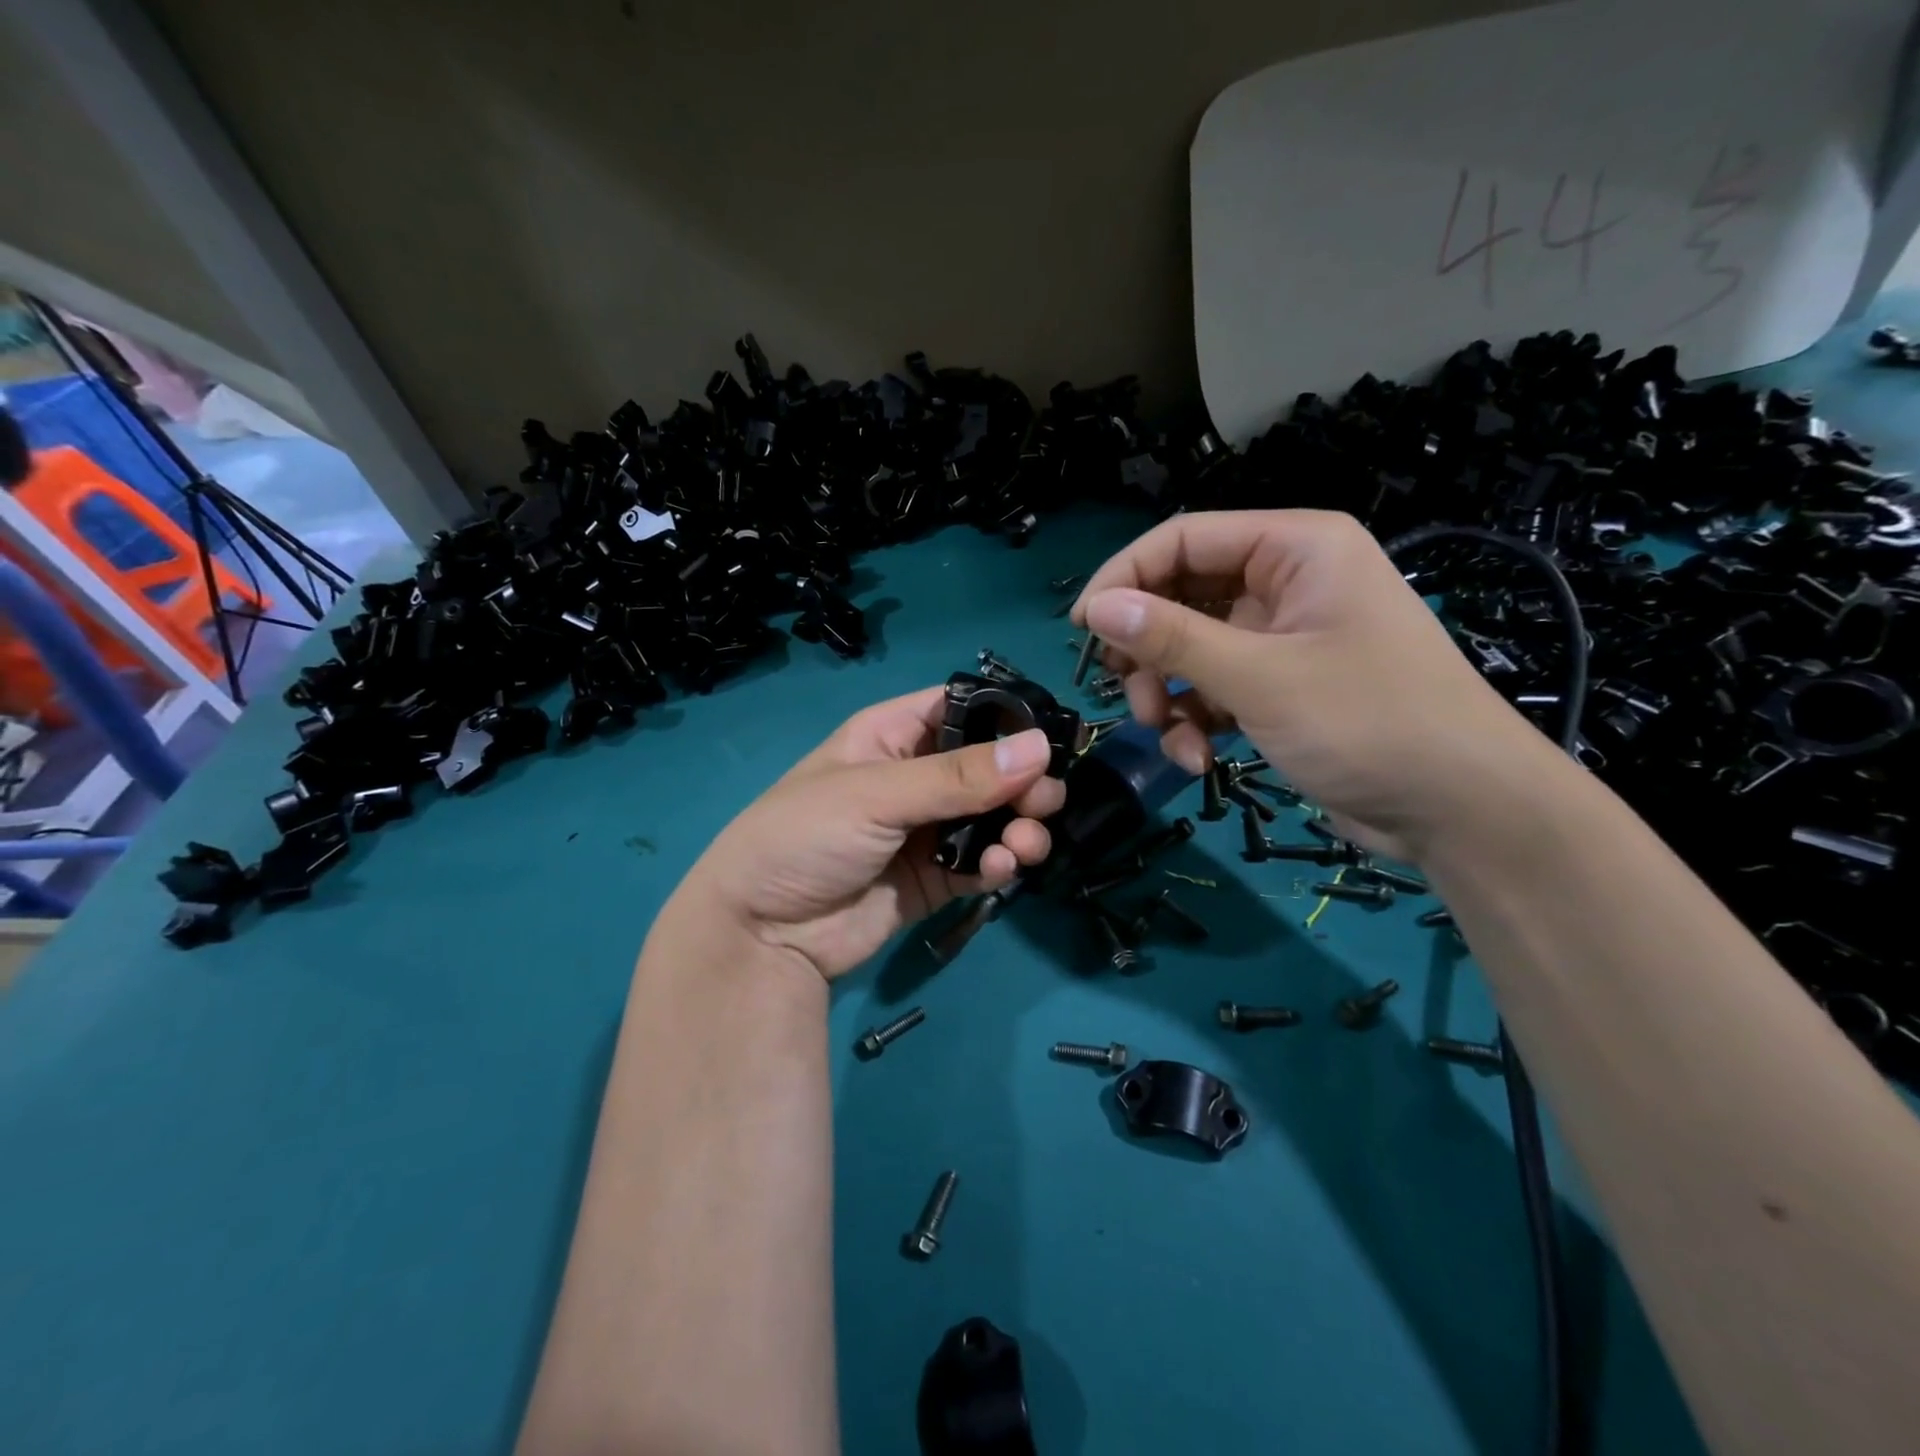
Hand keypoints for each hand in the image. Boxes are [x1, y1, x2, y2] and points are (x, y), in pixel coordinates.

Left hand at [651, 686, 1066, 980]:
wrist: (762, 934)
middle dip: (1023, 782)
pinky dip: (999, 865)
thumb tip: (1039, 747)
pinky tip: (999, 871)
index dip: (1006, 718)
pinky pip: (981, 862)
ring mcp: (927, 830)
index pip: (962, 708)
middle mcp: (915, 777)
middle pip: (989, 766)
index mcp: (892, 736)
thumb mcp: (877, 794)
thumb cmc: (805, 837)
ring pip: (993, 817)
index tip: (1049, 740)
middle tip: (1044, 803)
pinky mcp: (935, 878)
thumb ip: (958, 776)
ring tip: (1025, 845)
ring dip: (1019, 827)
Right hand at [1072, 509, 1558, 862]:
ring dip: (1167, 692)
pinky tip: (1198, 759)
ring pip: (1191, 648)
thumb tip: (1095, 607)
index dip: (1124, 578)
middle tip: (1129, 695)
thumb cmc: (1369, 722)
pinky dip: (1196, 720)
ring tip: (1166, 735)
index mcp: (1295, 548)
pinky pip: (1214, 687)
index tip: (1082, 629)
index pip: (1182, 539)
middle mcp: (1287, 581)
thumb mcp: (1260, 677)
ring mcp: (1284, 637)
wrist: (1462, 811)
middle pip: (1181, 595)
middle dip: (1147, 649)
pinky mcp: (1281, 685)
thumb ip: (1172, 637)